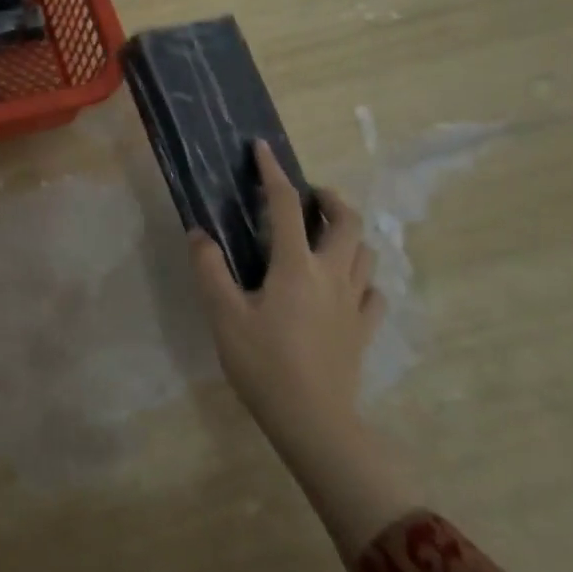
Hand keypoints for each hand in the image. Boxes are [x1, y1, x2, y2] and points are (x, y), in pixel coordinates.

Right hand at [188, 143, 382, 454]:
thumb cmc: (263, 364)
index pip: (288, 205)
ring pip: (366, 252)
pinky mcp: (364, 330)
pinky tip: (344, 284)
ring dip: (349, 232)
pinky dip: (361, 277)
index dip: (274, 172)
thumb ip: (210, 268)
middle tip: (308, 195)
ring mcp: (354, 303)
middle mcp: (332, 274)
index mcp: (296, 265)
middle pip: (347, 221)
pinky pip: (373, 292)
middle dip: (330, 197)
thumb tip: (199, 232)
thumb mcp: (224, 314)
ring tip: (324, 234)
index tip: (263, 149)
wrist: (313, 422)